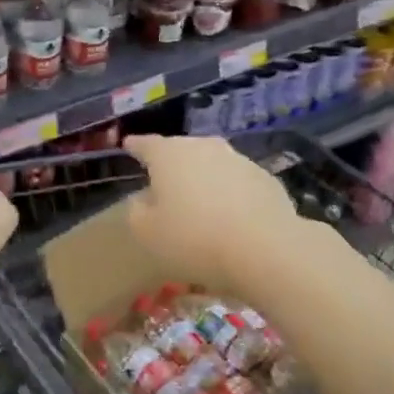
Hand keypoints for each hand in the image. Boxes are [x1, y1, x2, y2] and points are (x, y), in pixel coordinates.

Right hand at [122, 134, 305, 292]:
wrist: (264, 249)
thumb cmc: (193, 239)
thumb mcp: (147, 232)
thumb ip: (137, 211)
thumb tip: (144, 200)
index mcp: (169, 155)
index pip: (146, 144)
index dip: (135, 146)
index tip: (128, 145)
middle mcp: (204, 147)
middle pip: (181, 150)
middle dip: (171, 163)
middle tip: (163, 181)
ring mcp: (239, 160)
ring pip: (212, 164)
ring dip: (203, 178)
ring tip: (198, 201)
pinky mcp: (266, 179)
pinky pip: (238, 183)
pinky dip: (229, 193)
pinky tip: (230, 216)